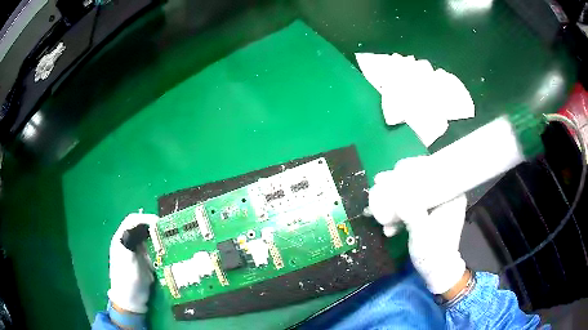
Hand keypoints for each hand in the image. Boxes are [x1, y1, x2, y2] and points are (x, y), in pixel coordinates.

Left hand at [108, 212, 158, 313]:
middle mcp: (128, 243)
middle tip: (166, 232)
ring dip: (157, 238)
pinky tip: (165, 253)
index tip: (159, 223)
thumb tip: (139, 225)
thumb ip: (131, 241)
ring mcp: (135, 252)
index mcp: (121, 239)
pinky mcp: (143, 261)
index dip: (144, 218)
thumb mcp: (128, 260)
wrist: (130, 301)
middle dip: (153, 228)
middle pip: (140, 227)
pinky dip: (159, 249)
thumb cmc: (127, 281)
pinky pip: (151, 249)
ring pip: (147, 238)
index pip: (132, 221)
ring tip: (168, 242)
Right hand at [367, 155, 467, 294]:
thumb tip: (395, 196)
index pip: (433, 171)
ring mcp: (438, 205)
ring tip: (378, 206)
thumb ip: (411, 214)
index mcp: (452, 196)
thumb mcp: (422, 234)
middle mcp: (447, 196)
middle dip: (399, 184)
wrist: (436, 271)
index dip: (412, 168)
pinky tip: (389, 225)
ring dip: (396, 199)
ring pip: (416, 192)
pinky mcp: (430, 214)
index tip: (393, 171)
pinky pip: (414, 204)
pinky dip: (400, 211)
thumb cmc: (433, 253)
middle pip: (422, 180)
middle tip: (380, 183)